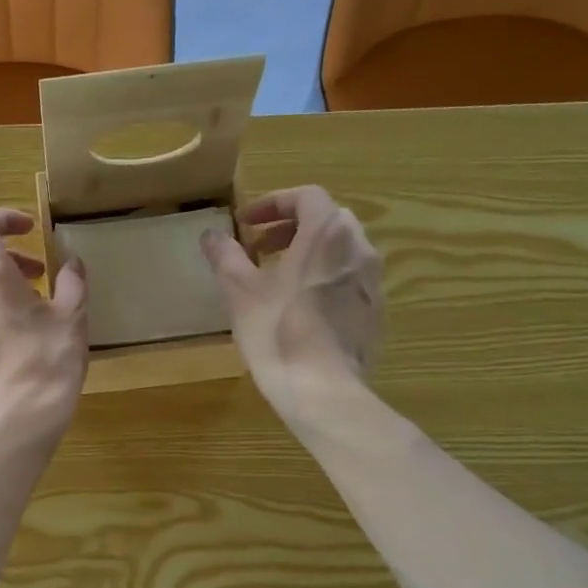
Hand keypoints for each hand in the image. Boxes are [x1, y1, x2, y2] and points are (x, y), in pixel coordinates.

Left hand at [0, 209, 88, 447]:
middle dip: (4, 258)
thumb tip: (72, 263)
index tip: (28, 228)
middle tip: (36, 277)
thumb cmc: (49, 365)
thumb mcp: (74, 319)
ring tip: (25, 315)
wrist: (17, 426)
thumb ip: (73, 282)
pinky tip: (8, 348)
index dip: (3, 218)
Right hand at [200, 186, 383, 426]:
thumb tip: (211, 235)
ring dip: (309, 253)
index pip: (306, 197)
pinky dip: (324, 278)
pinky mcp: (376, 312)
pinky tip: (301, 308)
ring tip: (278, 277)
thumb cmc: (278, 332)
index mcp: (327, 234)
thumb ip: (226, 256)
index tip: (246, 223)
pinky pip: (349, 280)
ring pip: (341, 250)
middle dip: (291, 227)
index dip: (273, 203)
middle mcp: (359, 249)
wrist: (323, 391)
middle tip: (260, 247)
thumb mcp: (240, 292)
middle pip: (327, 220)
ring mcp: (373, 282)